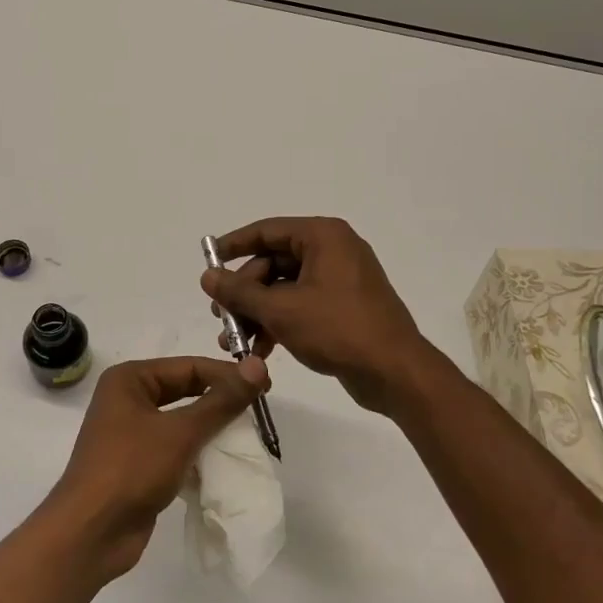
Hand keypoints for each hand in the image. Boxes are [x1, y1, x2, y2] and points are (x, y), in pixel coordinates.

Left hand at [42, 355, 268, 580]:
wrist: (90, 533)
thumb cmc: (131, 469)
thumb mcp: (181, 432)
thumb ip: (221, 401)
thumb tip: (258, 365)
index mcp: (129, 380)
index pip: (188, 367)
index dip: (227, 374)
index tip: (264, 385)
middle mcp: (127, 400)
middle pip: (184, 390)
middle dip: (220, 400)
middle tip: (259, 408)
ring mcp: (130, 434)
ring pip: (181, 421)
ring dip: (211, 427)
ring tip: (247, 435)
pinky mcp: (138, 464)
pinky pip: (175, 447)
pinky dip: (198, 451)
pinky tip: (223, 461)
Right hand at [201, 216, 435, 414]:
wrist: (394, 372)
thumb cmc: (337, 329)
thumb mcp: (281, 309)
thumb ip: (240, 292)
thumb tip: (207, 276)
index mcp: (323, 236)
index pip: (268, 230)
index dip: (234, 245)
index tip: (208, 263)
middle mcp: (333, 251)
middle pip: (273, 263)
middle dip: (244, 293)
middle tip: (220, 316)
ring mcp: (340, 280)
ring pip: (284, 289)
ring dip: (257, 313)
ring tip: (233, 342)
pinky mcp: (343, 308)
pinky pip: (301, 306)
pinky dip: (279, 323)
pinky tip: (259, 350)